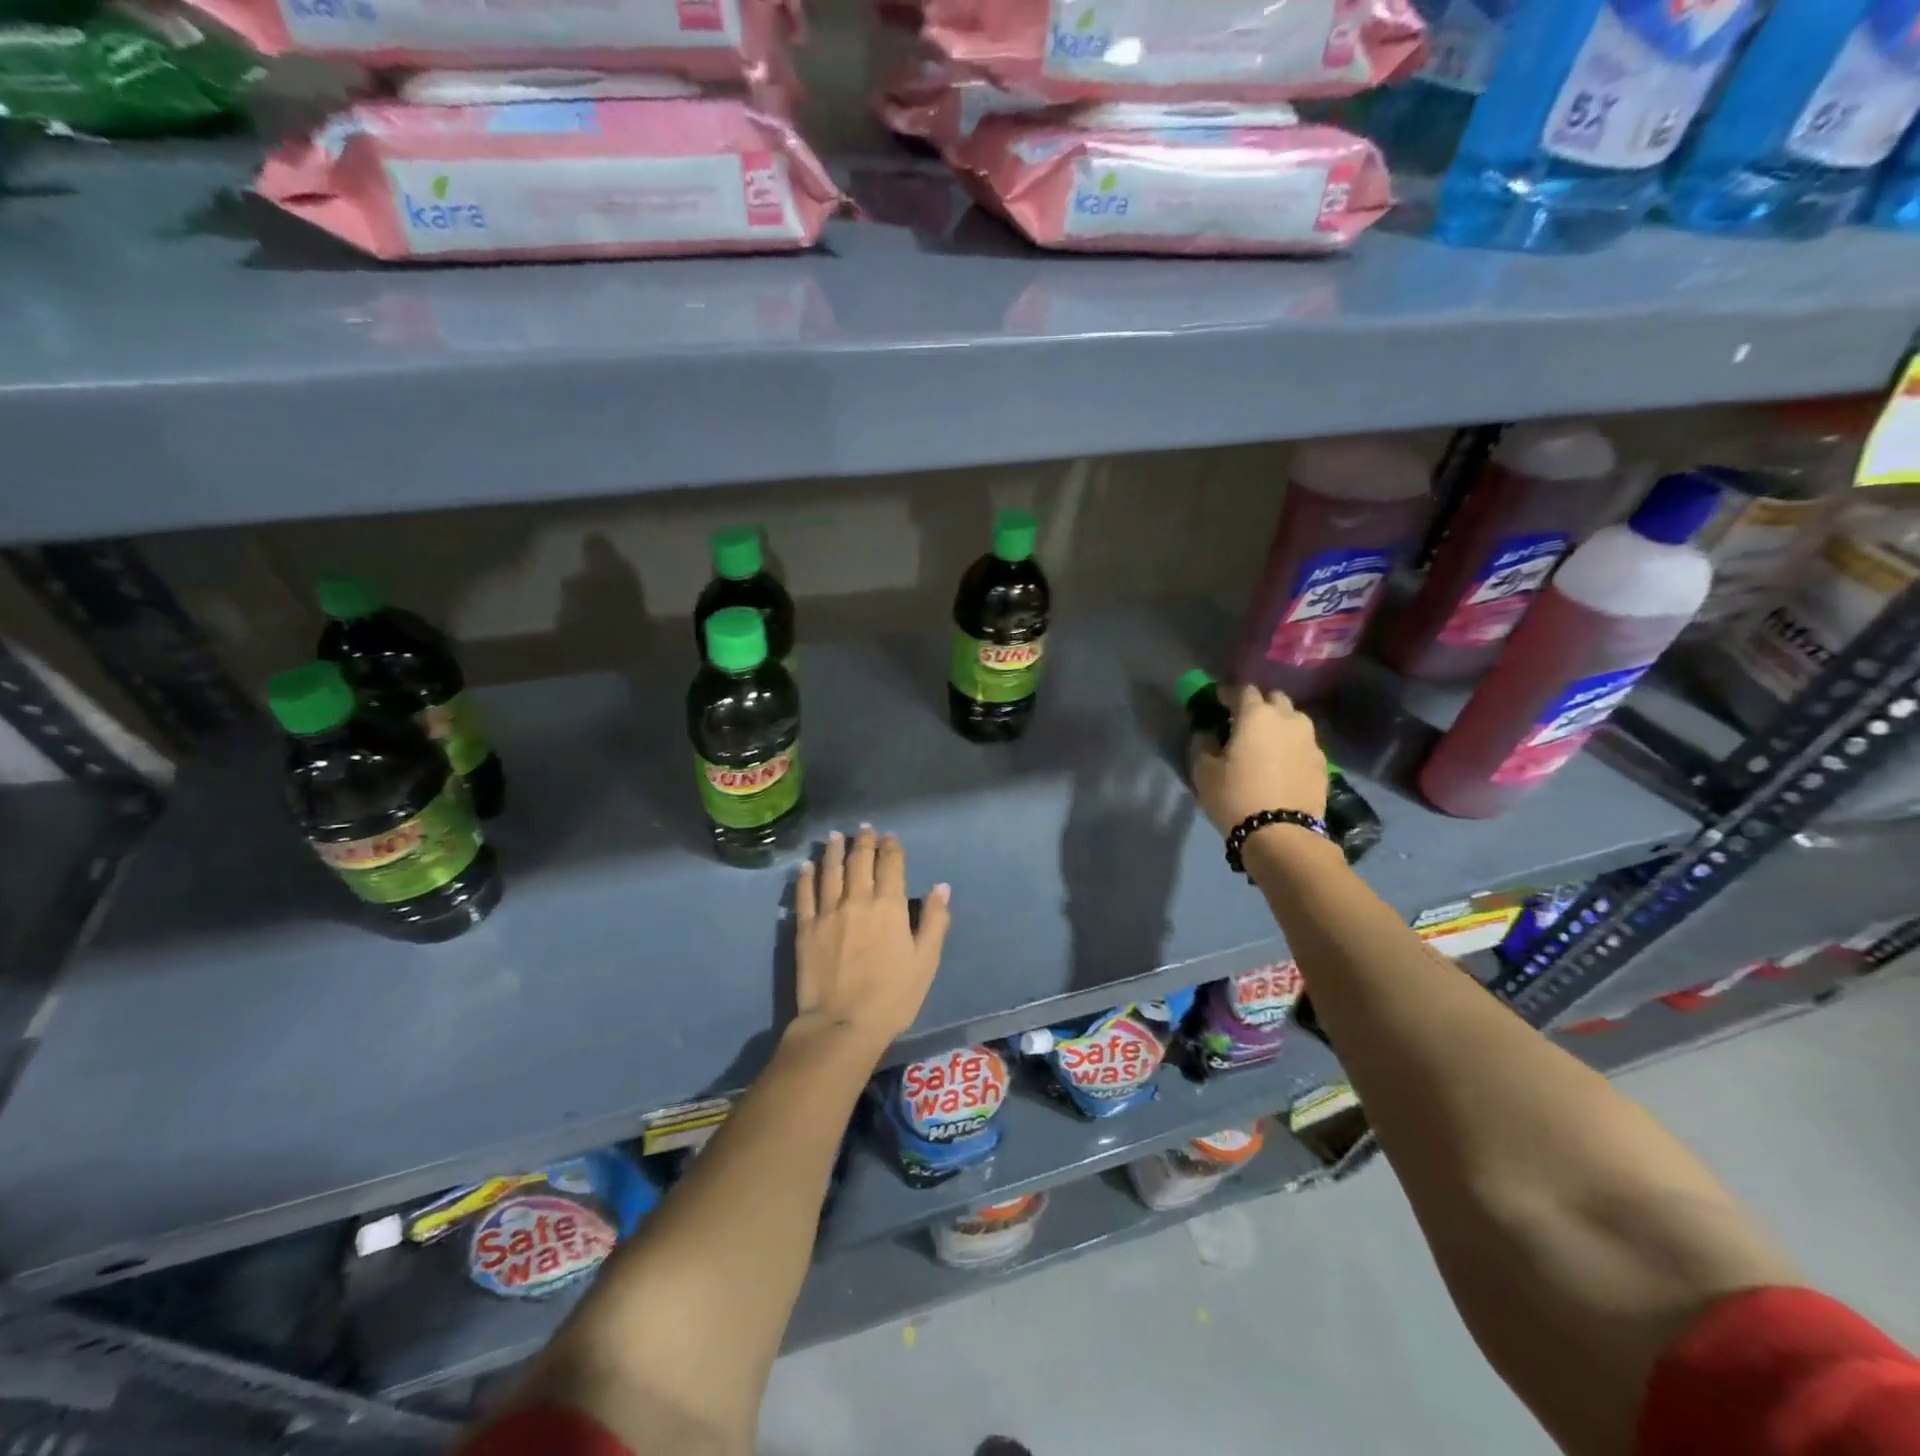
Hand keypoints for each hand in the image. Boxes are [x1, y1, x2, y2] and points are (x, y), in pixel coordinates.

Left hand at [791, 826, 950, 1056]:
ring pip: (831, 871)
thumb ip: (935, 921)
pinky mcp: (805, 929)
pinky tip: (806, 866)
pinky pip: (804, 895)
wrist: (842, 1024)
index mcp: (890, 906)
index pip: (891, 865)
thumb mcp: (926, 961)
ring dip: (834, 851)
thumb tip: (941, 887)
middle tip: (865, 828)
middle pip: (860, 862)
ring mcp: (828, 912)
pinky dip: (806, 877)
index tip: (891, 838)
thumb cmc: (892, 996)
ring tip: (836, 836)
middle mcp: (857, 900)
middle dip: (864, 842)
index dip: (892, 847)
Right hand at [1189, 684, 1328, 833]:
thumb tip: (1208, 734)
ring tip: (1266, 743)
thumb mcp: (1204, 771)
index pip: (1242, 690)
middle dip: (1259, 705)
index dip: (1227, 694)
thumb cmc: (1235, 797)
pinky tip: (1281, 765)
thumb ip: (1203, 744)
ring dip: (1279, 724)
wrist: (1281, 834)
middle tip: (1243, 723)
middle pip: (1274, 699)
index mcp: (1257, 715)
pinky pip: (1304, 744)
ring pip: (1294, 720)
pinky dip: (1291, 747)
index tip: (1217, 703)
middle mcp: (1288, 719)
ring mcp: (1310, 741)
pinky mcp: (1323, 763)